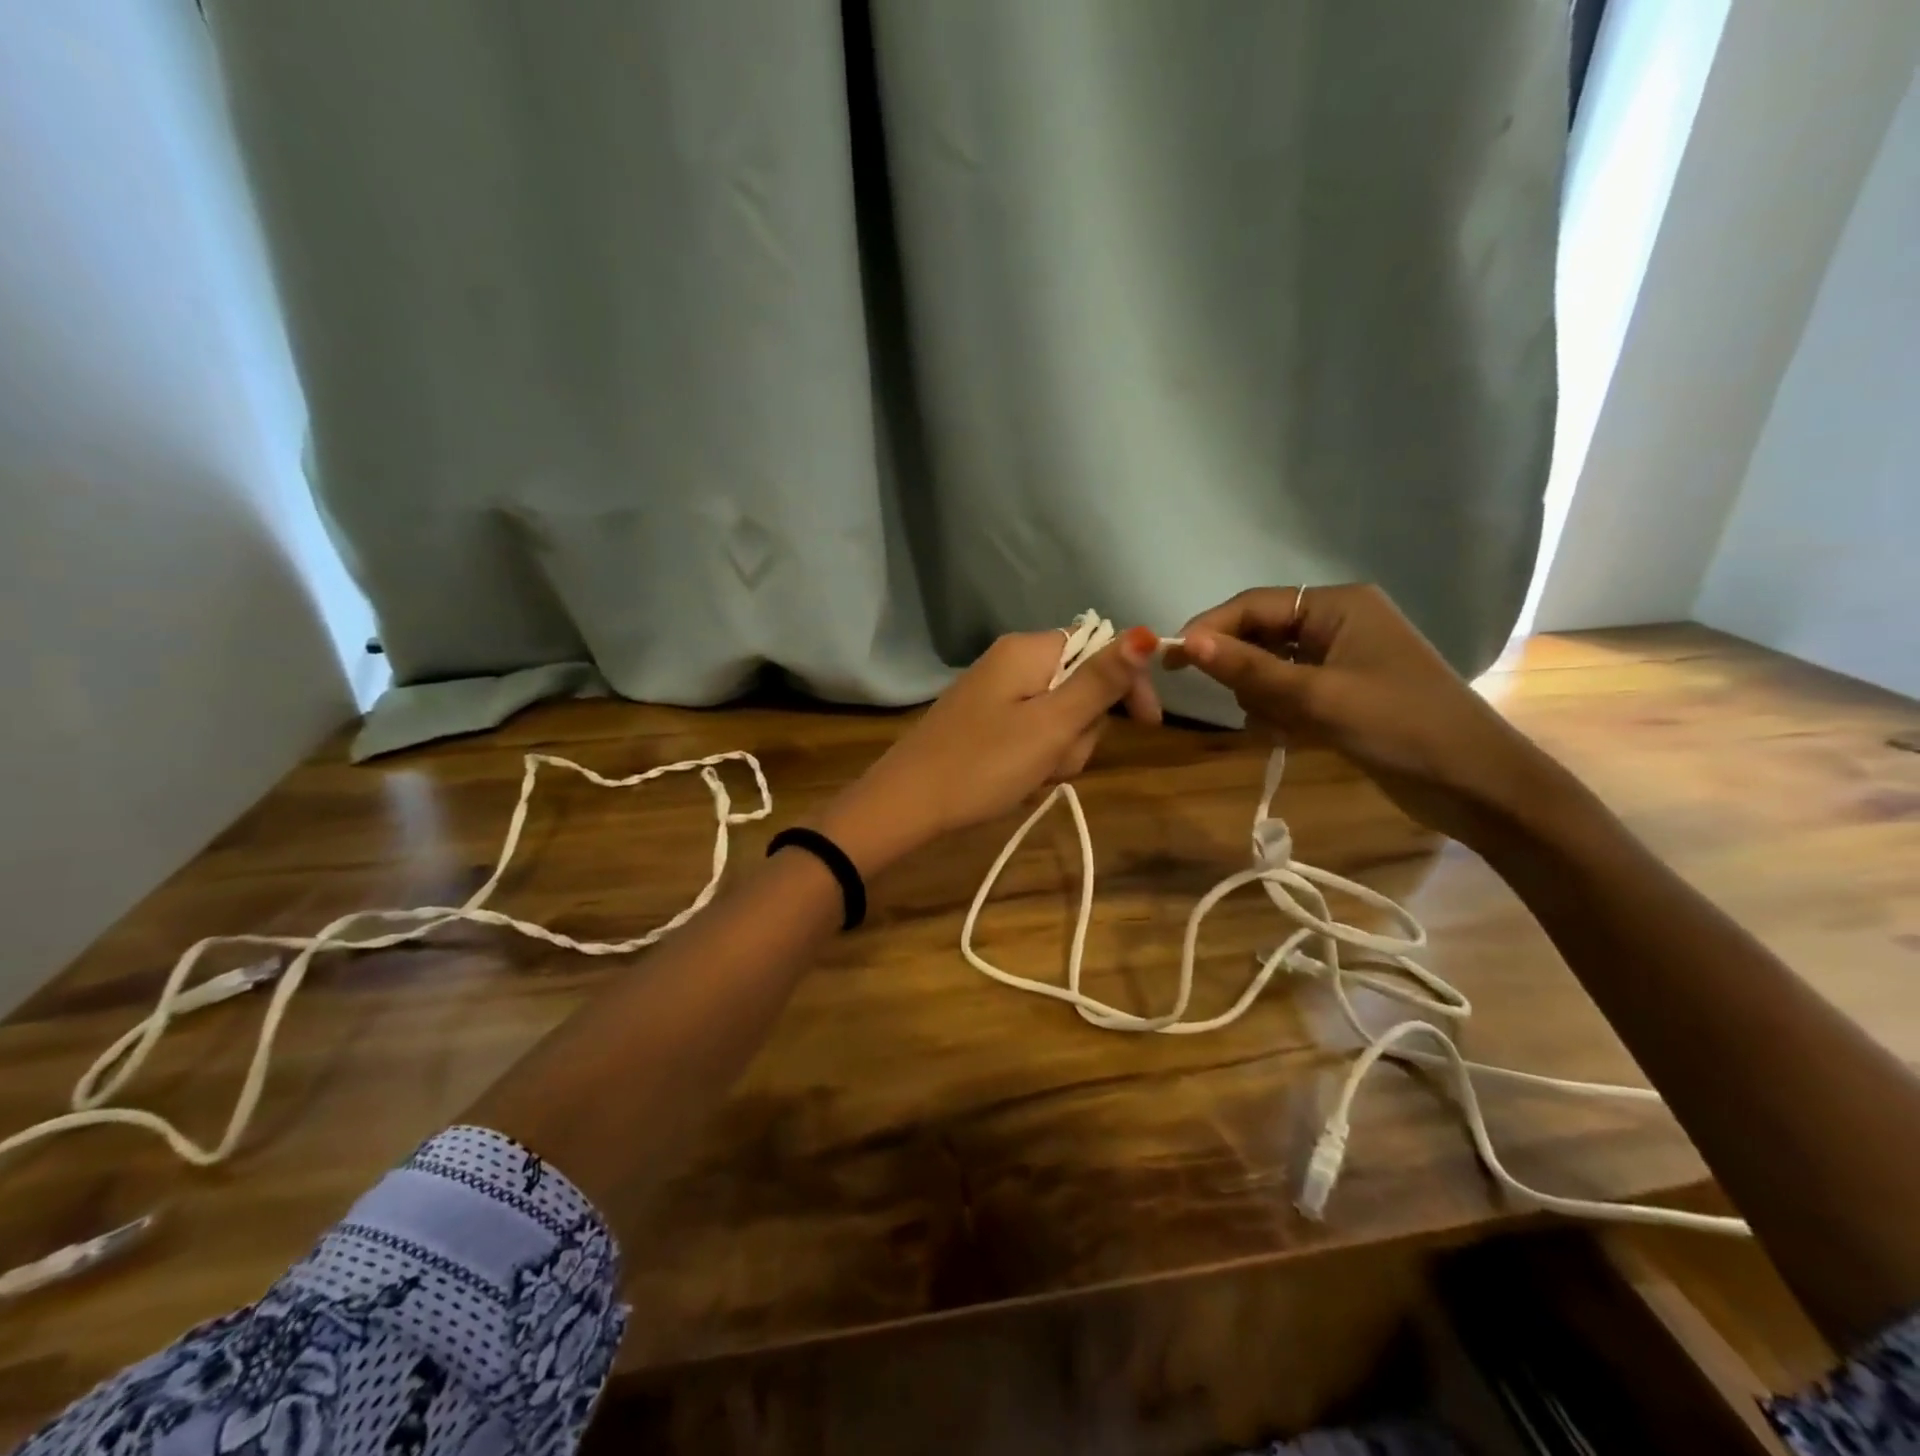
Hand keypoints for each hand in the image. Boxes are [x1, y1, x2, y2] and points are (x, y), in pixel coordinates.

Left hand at [819, 627, 1160, 871]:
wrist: (908, 804)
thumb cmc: (984, 764)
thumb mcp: (1052, 725)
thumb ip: (1100, 681)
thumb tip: (1147, 632)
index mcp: (1028, 650)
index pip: (1100, 648)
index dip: (1128, 684)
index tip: (1147, 726)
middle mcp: (1012, 661)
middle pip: (1081, 686)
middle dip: (1082, 730)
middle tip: (1055, 759)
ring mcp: (996, 692)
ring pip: (1059, 716)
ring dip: (1059, 750)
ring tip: (1033, 774)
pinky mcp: (985, 721)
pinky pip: (1031, 732)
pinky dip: (1036, 757)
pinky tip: (1018, 779)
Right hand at [1164, 585, 1559, 844]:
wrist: (1475, 784)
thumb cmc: (1399, 726)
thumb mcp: (1317, 697)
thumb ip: (1249, 670)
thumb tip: (1185, 642)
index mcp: (1338, 606)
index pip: (1254, 605)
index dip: (1210, 629)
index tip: (1171, 660)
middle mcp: (1337, 624)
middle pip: (1261, 635)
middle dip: (1244, 671)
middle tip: (1243, 706)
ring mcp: (1341, 660)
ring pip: (1270, 669)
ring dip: (1263, 698)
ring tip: (1282, 727)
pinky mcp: (1343, 693)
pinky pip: (1289, 692)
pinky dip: (1280, 713)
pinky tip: (1291, 736)